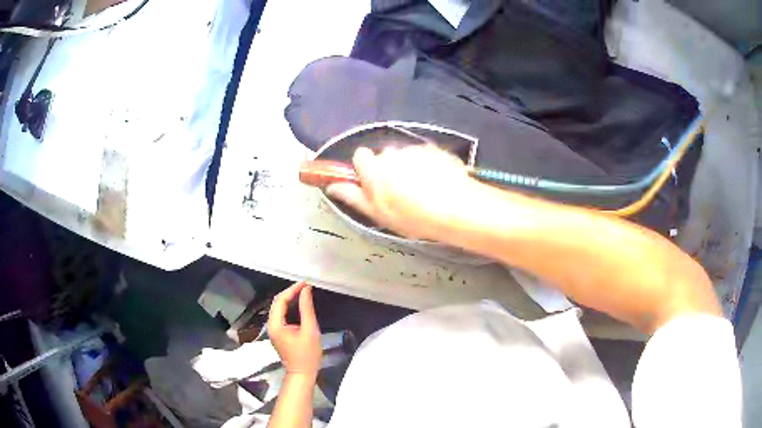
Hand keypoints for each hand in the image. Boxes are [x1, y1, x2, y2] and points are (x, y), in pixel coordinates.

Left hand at [267, 282, 321, 377]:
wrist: (302, 373)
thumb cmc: (307, 354)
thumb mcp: (310, 330)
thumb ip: (307, 309)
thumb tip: (306, 291)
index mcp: (276, 324)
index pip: (281, 300)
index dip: (293, 289)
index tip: (306, 283)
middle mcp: (271, 325)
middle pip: (278, 302)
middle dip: (291, 292)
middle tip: (306, 287)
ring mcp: (273, 329)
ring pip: (279, 308)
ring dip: (290, 299)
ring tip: (304, 293)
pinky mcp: (278, 333)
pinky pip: (281, 315)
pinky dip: (290, 307)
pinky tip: (300, 305)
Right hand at [326, 145, 473, 239]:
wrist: (454, 208)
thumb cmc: (411, 216)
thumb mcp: (378, 213)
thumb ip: (353, 196)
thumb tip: (331, 186)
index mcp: (374, 168)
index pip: (360, 155)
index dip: (366, 168)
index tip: (374, 183)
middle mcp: (392, 152)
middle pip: (385, 156)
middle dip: (389, 168)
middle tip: (401, 191)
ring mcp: (416, 149)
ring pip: (406, 155)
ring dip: (409, 166)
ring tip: (423, 189)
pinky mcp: (436, 149)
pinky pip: (426, 155)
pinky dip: (428, 165)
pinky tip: (438, 182)